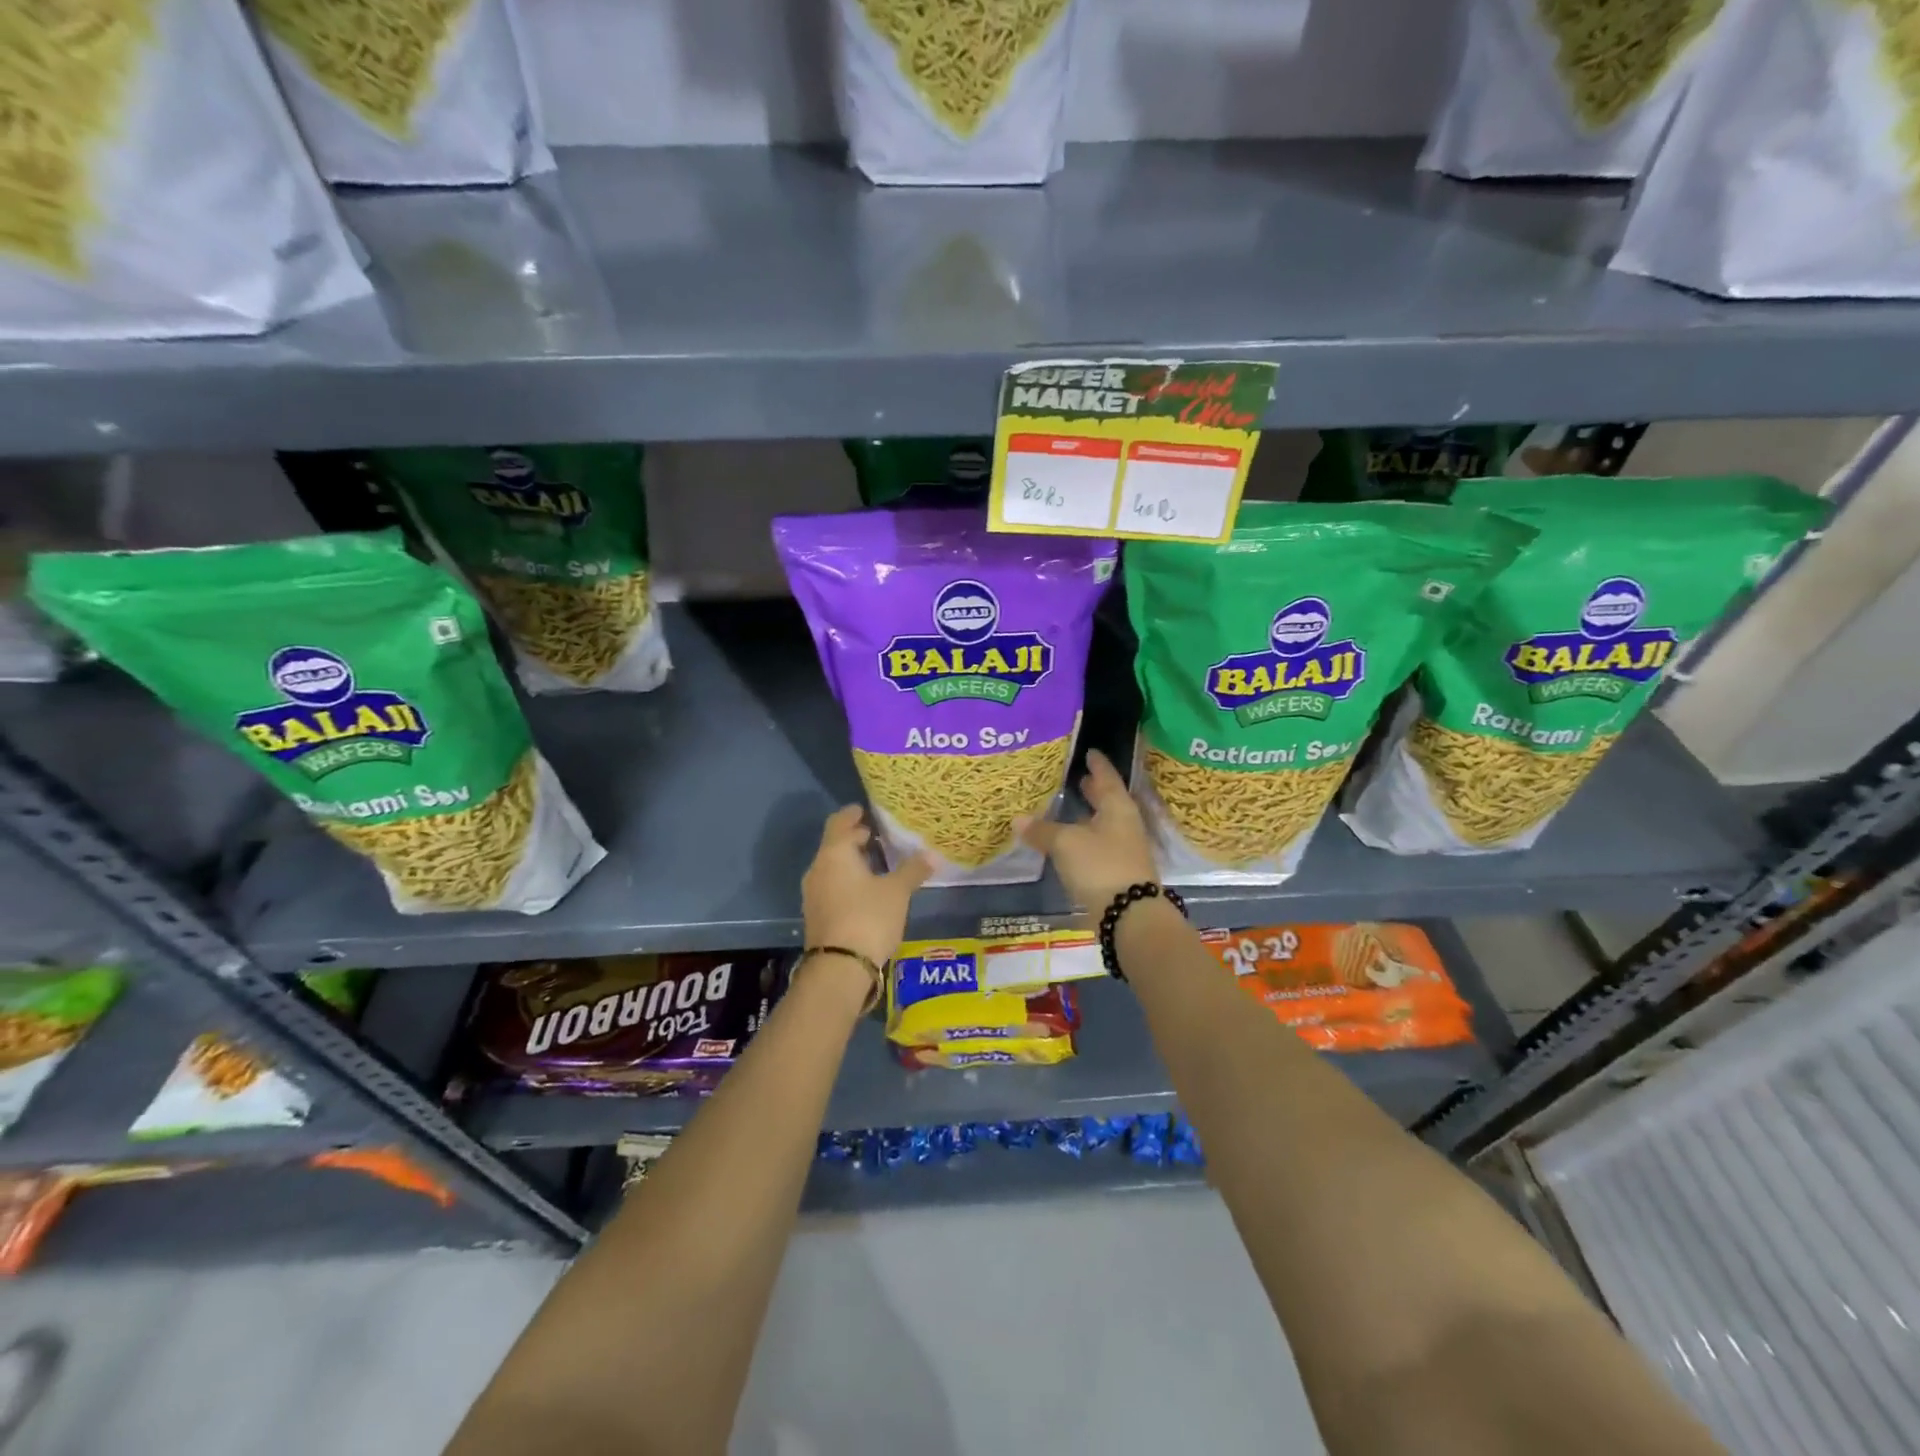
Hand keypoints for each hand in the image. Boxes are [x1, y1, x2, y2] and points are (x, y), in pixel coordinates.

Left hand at [801, 806, 932, 969]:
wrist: (840, 968)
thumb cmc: (868, 917)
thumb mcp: (897, 892)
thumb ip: (913, 870)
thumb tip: (932, 854)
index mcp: (835, 854)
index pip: (839, 823)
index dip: (852, 815)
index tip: (864, 810)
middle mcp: (819, 869)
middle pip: (834, 845)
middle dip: (854, 839)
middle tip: (876, 835)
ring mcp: (814, 894)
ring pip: (833, 867)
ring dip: (851, 862)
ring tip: (876, 862)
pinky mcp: (817, 915)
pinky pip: (832, 887)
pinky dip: (847, 881)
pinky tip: (867, 890)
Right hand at [1017, 748, 1157, 911]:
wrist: (1129, 914)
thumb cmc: (1100, 866)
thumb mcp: (1066, 843)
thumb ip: (1042, 830)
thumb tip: (1017, 819)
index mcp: (1118, 807)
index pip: (1107, 777)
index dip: (1097, 765)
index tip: (1089, 752)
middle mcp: (1124, 824)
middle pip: (1108, 801)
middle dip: (1093, 790)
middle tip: (1077, 778)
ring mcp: (1123, 849)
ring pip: (1103, 824)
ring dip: (1087, 815)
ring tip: (1068, 807)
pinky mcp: (1117, 871)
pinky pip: (1098, 845)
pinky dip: (1083, 838)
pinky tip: (1068, 842)